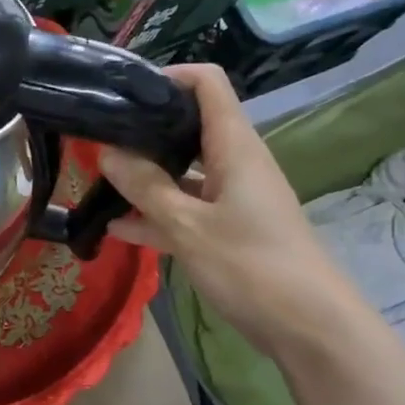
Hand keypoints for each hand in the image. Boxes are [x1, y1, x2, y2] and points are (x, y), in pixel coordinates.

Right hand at [97, 64, 360, 358]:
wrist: (308, 326)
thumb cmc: (251, 266)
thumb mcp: (189, 227)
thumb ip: (146, 188)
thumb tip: (107, 153)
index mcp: (235, 147)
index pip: (207, 84)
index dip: (168, 77)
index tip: (123, 93)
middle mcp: (236, 163)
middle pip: (190, 127)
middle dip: (145, 131)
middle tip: (97, 140)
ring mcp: (232, 199)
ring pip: (183, 174)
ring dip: (144, 178)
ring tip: (97, 183)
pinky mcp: (228, 231)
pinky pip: (186, 212)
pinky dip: (156, 216)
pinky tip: (116, 229)